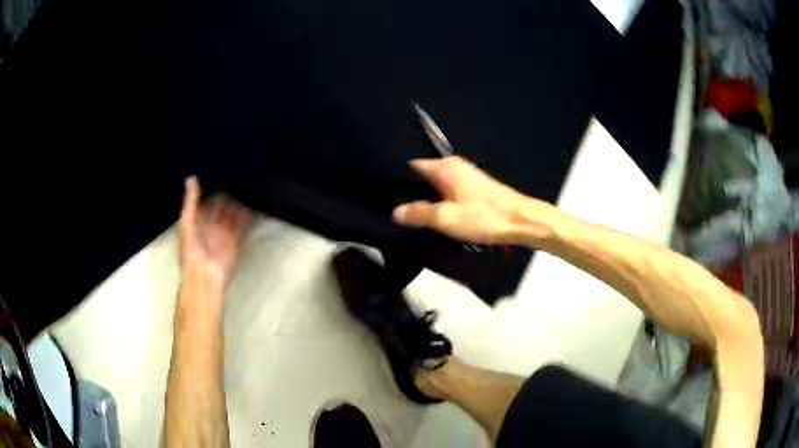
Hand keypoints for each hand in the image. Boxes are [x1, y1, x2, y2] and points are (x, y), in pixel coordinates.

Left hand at [179, 177, 251, 289]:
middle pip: (221, 206)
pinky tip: (253, 202)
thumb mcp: (186, 221)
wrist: (203, 276)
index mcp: (196, 220)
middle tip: (238, 174)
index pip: (206, 201)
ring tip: (247, 184)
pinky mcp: (235, 241)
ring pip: (232, 214)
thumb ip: (190, 201)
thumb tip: (192, 177)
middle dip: (228, 193)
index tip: (220, 170)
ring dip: (239, 203)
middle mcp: (210, 225)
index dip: (212, 188)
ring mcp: (223, 233)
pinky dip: (247, 216)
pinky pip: (242, 226)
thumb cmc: (190, 249)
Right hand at [392, 157, 554, 243]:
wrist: (521, 221)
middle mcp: (454, 166)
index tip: (385, 195)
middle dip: (411, 191)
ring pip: (437, 186)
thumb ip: (418, 214)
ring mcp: (466, 176)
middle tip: (396, 210)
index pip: (412, 166)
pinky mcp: (475, 189)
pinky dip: (441, 202)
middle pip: (424, 176)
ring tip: (412, 216)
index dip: (398, 180)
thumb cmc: (483, 216)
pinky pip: (449, 192)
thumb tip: (395, 212)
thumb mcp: (445, 218)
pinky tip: (437, 217)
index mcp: (444, 167)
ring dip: (427, 199)